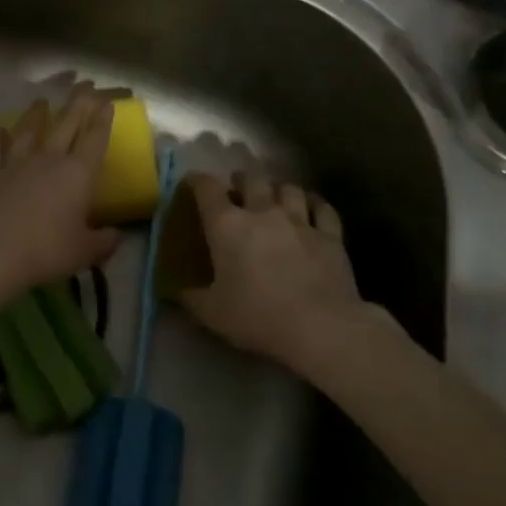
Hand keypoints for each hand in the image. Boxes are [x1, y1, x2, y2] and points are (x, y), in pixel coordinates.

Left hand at [0, 83, 122, 295]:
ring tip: (42, 100)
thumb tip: (117, 235)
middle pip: (66, 124)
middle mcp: (48, 159)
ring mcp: (16, 163)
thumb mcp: (85, 252)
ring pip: (29, 130)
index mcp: (77, 174)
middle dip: (78, 103)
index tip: (107, 101)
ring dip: (36, 114)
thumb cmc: (46, 251)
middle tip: (85, 85)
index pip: (94, 139)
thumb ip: (105, 242)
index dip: (102, 119)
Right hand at [178, 170, 376, 369]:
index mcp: (226, 224)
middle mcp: (262, 211)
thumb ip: (191, 298)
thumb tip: (175, 292)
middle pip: (251, 177)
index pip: (206, 186)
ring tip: (275, 199)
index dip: (197, 180)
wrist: (321, 328)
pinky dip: (315, 205)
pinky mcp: (330, 236)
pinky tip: (312, 210)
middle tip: (238, 191)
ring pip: (288, 188)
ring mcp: (299, 220)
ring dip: (278, 190)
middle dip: (242, 180)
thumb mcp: (213, 314)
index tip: (193, 184)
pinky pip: (323, 208)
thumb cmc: (258, 316)